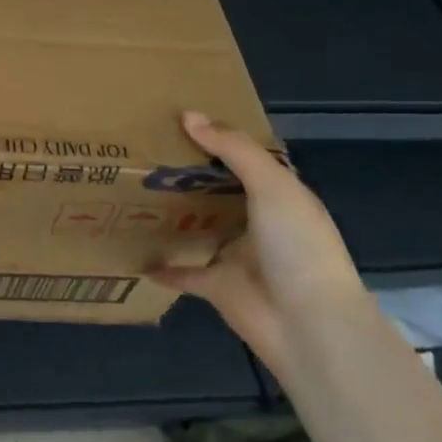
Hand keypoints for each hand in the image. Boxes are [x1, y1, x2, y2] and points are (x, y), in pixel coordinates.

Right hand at [149, 111, 366, 375]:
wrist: (308, 326)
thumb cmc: (298, 246)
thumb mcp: (272, 185)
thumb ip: (233, 149)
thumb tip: (188, 115)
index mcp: (279, 196)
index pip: (246, 159)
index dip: (219, 138)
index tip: (180, 118)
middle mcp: (258, 222)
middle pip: (217, 191)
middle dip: (187, 173)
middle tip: (144, 148)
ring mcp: (236, 255)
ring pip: (198, 227)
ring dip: (173, 214)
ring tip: (132, 189)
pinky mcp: (216, 286)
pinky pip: (183, 272)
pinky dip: (162, 266)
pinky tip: (134, 252)